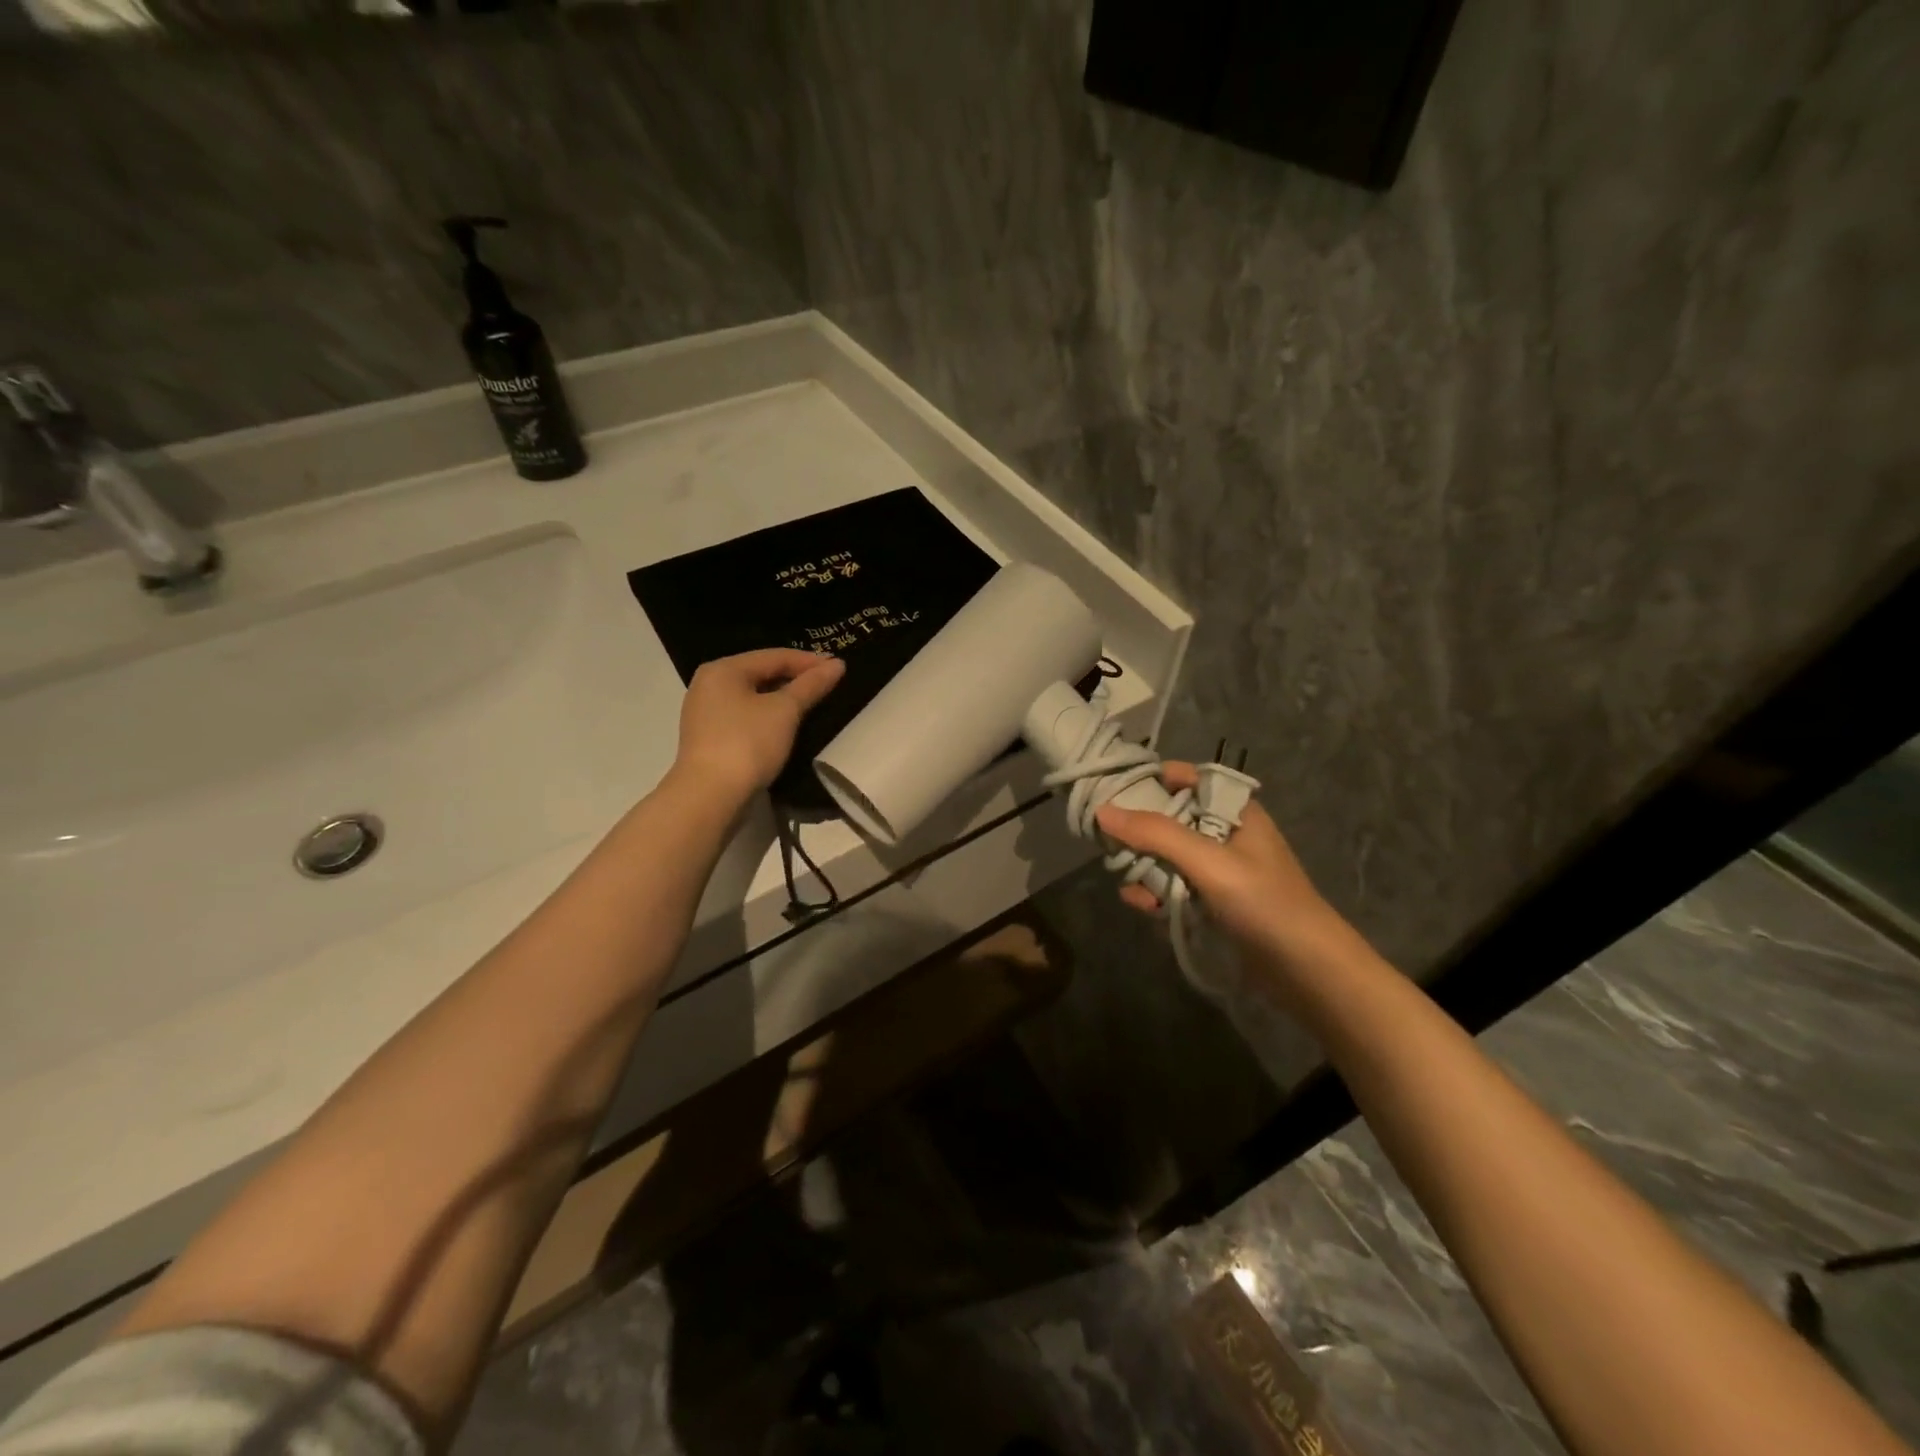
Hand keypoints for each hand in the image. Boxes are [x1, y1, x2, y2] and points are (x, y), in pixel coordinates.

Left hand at [671, 649, 846, 802]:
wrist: (709, 797)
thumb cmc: (747, 743)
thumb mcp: (785, 711)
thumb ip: (811, 685)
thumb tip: (837, 664)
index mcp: (723, 669)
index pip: (774, 656)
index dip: (809, 661)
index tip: (839, 668)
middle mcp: (709, 684)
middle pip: (761, 673)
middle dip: (796, 679)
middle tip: (828, 685)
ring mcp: (706, 713)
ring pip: (753, 696)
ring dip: (783, 699)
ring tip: (813, 704)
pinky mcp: (710, 738)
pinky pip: (745, 716)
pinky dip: (768, 716)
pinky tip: (787, 726)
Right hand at [1095, 763, 1351, 969]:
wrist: (1308, 971)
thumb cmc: (1263, 903)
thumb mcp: (1208, 862)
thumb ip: (1156, 834)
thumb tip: (1102, 811)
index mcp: (1235, 811)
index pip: (1188, 779)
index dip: (1153, 780)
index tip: (1114, 791)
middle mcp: (1226, 834)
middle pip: (1171, 818)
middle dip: (1140, 831)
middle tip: (1108, 841)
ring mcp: (1220, 871)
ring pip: (1168, 856)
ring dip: (1145, 866)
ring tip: (1126, 880)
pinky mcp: (1214, 903)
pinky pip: (1175, 887)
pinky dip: (1156, 893)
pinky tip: (1142, 904)